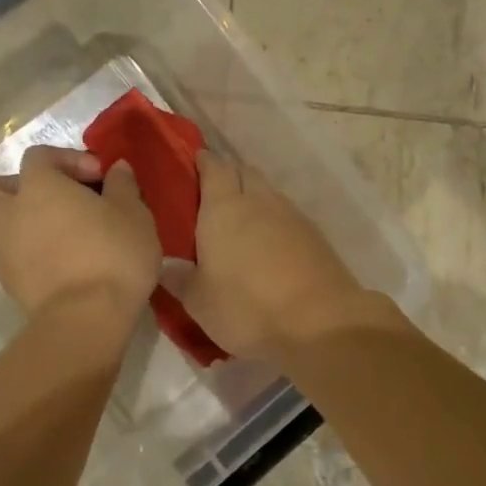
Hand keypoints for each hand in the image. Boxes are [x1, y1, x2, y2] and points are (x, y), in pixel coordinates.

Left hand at [0, 145, 160, 327]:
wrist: (88, 319)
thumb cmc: (113, 254)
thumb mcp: (133, 213)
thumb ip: (122, 185)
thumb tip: (117, 169)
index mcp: (37, 187)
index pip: (38, 156)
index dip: (68, 159)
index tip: (99, 176)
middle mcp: (8, 214)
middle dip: (8, 187)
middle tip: (45, 199)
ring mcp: (2, 253)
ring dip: (9, 223)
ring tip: (46, 232)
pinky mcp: (8, 285)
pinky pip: (6, 258)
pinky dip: (23, 254)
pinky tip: (56, 262)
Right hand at [169, 151, 368, 360]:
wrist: (320, 323)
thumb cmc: (247, 307)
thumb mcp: (199, 302)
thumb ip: (179, 279)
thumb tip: (165, 263)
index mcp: (224, 208)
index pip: (214, 168)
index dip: (204, 162)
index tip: (195, 163)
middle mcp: (259, 201)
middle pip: (244, 172)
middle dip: (230, 175)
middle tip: (213, 192)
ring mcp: (292, 216)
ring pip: (269, 193)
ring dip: (255, 196)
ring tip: (241, 218)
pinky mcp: (316, 236)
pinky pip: (288, 215)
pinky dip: (275, 219)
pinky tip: (270, 242)